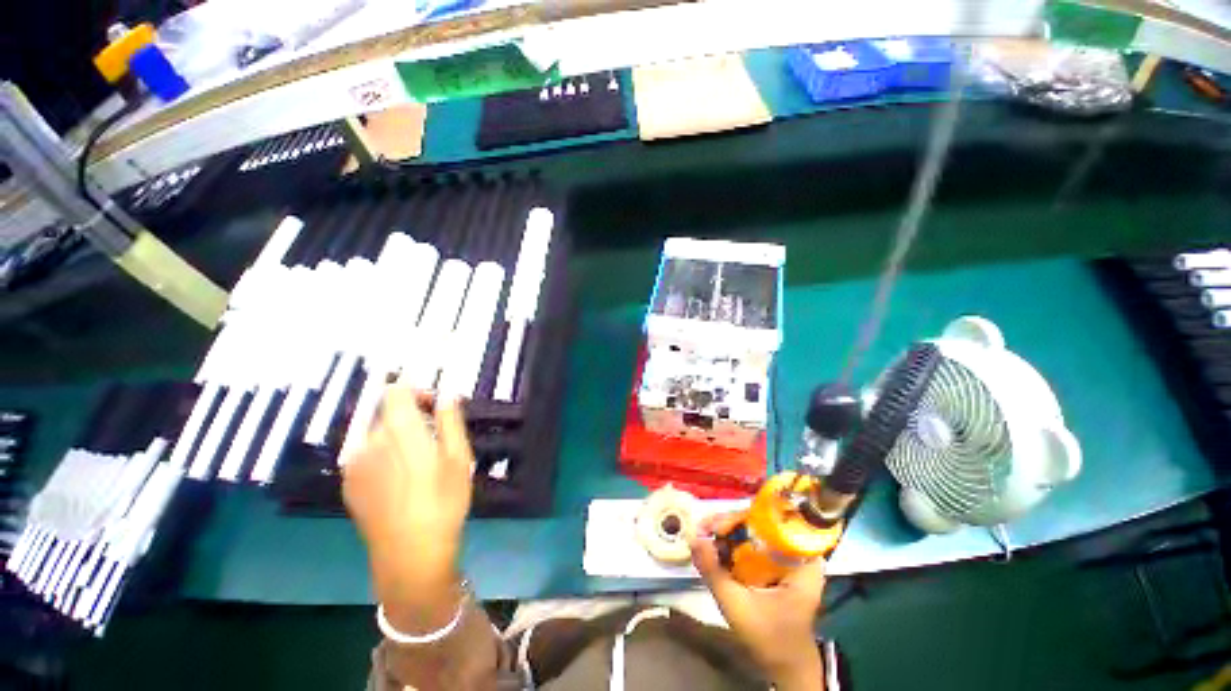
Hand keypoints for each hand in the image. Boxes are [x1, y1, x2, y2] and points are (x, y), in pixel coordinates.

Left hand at [342, 387, 473, 630]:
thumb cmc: (443, 500)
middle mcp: (369, 441)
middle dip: (410, 415)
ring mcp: (354, 464)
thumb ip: (449, 420)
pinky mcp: (349, 484)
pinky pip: (366, 455)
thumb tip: (447, 394)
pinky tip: (401, 479)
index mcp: (399, 431)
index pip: (395, 391)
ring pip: (376, 434)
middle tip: (434, 436)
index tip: (433, 403)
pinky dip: (384, 453)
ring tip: (419, 461)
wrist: (409, 554)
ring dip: (397, 436)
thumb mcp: (458, 456)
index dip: (414, 389)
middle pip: (386, 412)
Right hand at [690, 513, 825, 690]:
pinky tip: (716, 547)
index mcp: (803, 562)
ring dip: (729, 532)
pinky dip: (734, 544)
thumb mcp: (737, 607)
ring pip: (756, 531)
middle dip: (729, 524)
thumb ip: (714, 572)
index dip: (740, 518)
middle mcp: (800, 553)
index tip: (714, 526)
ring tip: (704, 535)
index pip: (770, 522)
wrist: (787, 667)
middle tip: (703, 529)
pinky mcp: (780, 564)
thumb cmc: (769, 639)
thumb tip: (693, 537)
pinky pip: (755, 543)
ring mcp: (790, 557)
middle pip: (761, 522)